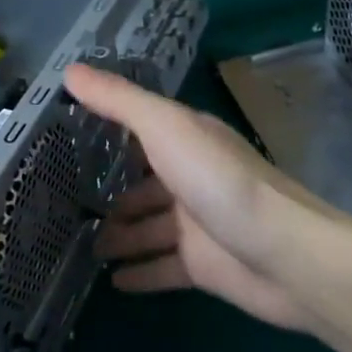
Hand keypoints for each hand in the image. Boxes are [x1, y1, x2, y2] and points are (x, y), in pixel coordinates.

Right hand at [64, 65, 351, 333]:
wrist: (286, 256)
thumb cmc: (222, 183)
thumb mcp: (167, 129)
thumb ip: (120, 103)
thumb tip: (70, 71)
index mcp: (188, 140)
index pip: (141, 130)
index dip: (107, 130)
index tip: (66, 136)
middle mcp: (192, 179)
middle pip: (143, 184)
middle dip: (110, 194)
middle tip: (65, 204)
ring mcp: (198, 225)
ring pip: (148, 228)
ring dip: (118, 235)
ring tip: (80, 245)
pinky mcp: (203, 267)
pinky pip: (161, 268)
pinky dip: (139, 273)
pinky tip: (110, 281)